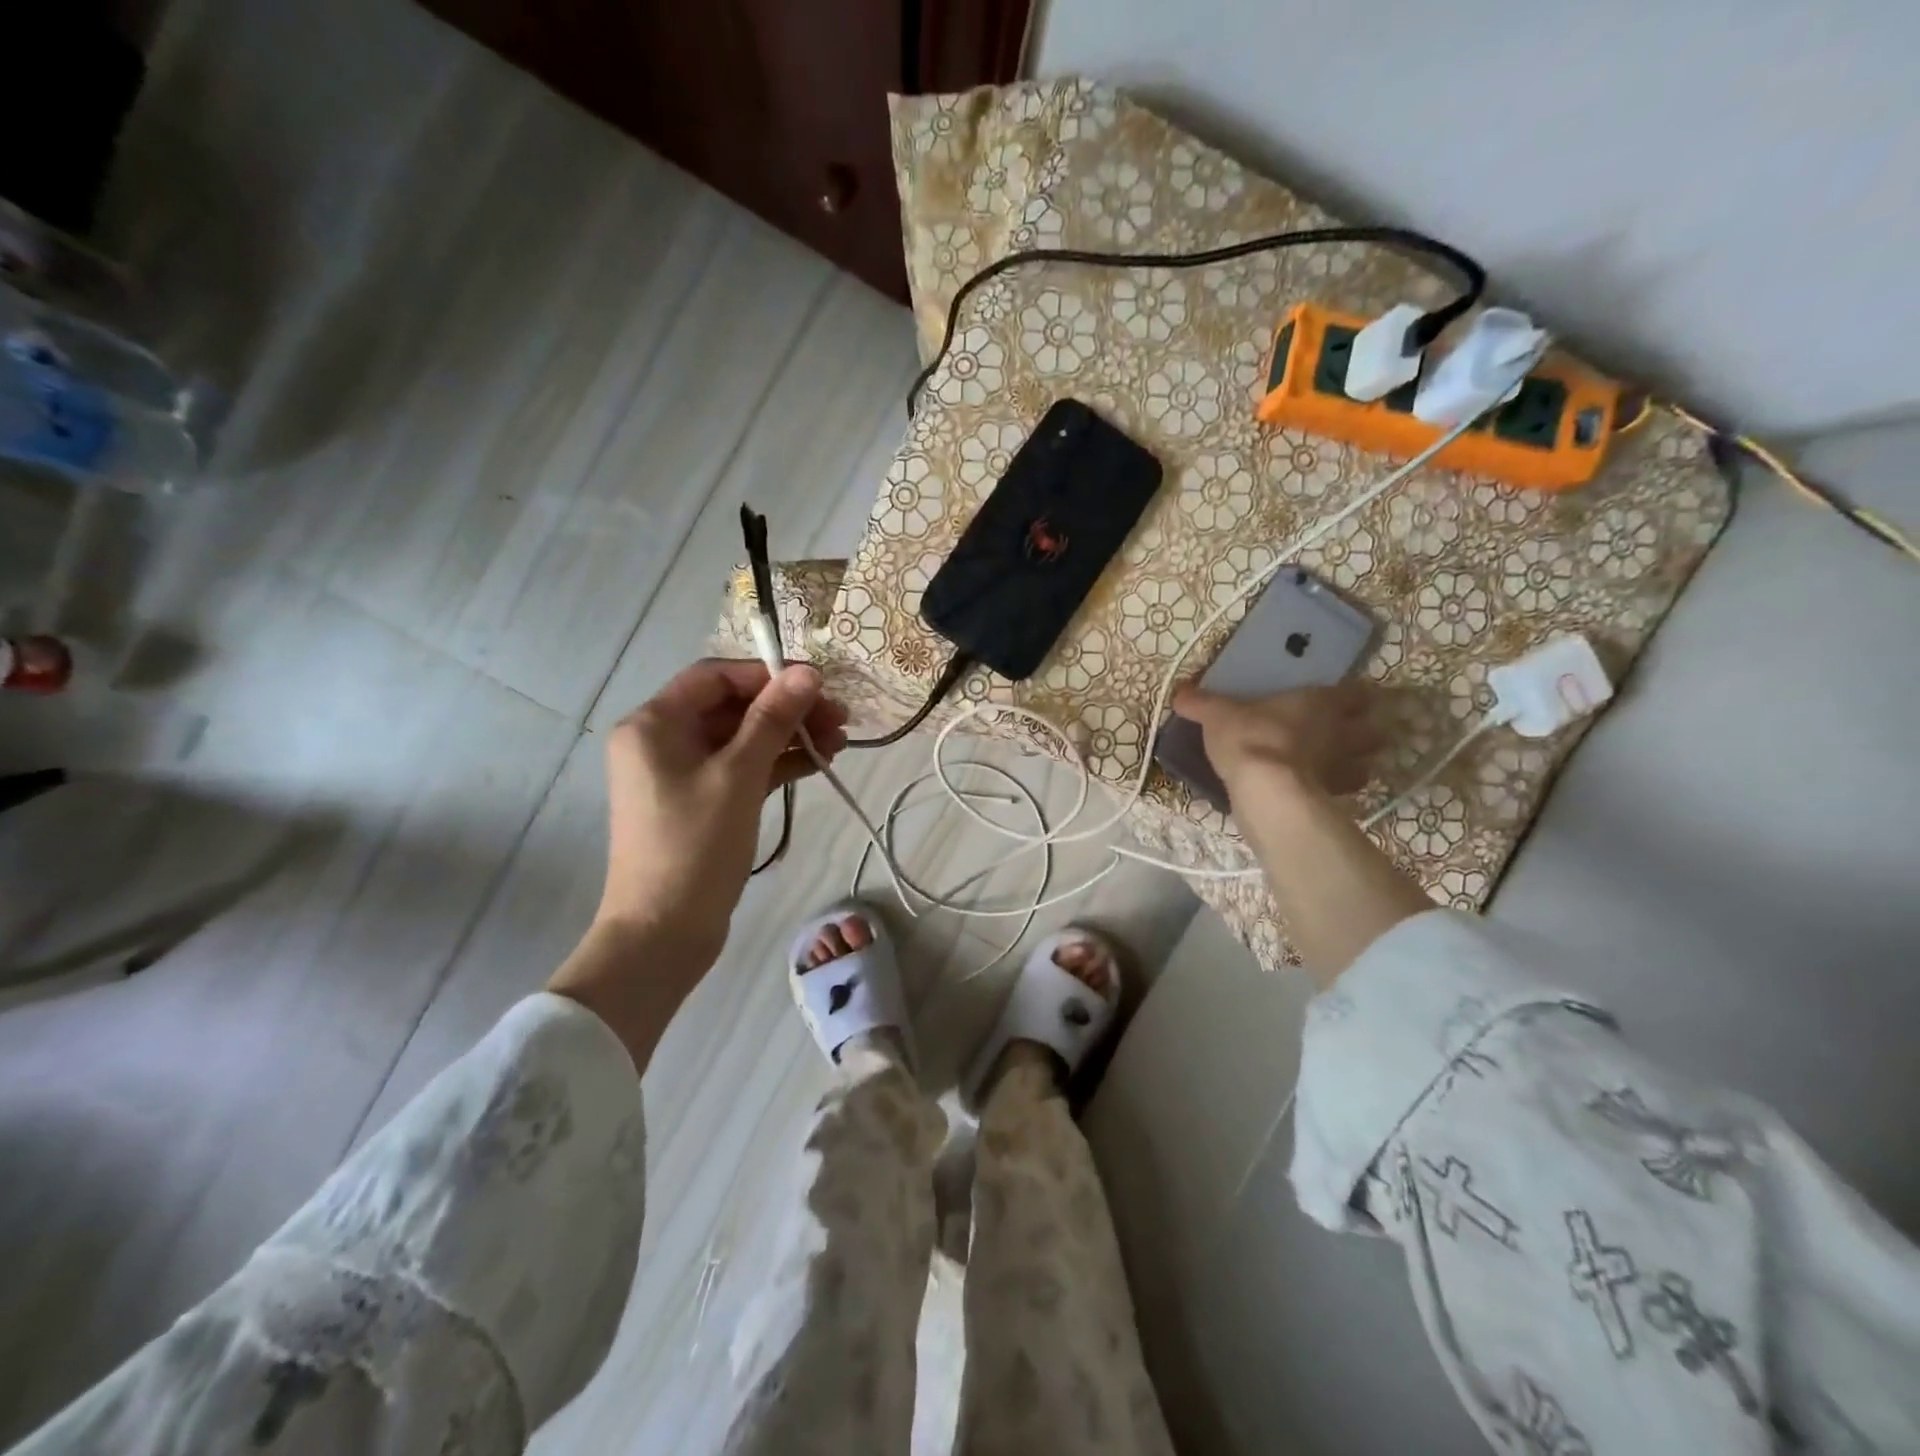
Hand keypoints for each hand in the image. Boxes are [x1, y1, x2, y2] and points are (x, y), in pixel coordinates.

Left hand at [597, 659, 846, 962]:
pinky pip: (742, 767)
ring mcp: (682, 773)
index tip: (818, 685)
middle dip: (787, 710)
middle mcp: (662, 740)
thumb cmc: (695, 846)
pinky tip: (818, 763)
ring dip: (789, 737)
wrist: (664, 932)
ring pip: (743, 738)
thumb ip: (773, 719)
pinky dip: (777, 764)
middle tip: (839, 719)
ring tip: (839, 744)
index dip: (768, 675)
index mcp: (654, 723)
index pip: (716, 677)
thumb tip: (808, 673)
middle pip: (733, 707)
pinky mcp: (701, 801)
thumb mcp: (739, 775)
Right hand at [1170, 679, 1382, 801]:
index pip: (1355, 693)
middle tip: (1349, 733)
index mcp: (1320, 702)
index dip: (1354, 695)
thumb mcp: (1217, 716)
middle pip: (1373, 729)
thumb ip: (1202, 704)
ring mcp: (1343, 767)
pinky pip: (1345, 793)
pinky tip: (1321, 793)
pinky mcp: (1334, 799)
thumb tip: (1179, 694)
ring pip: (1367, 763)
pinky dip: (1337, 792)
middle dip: (1365, 730)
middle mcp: (1341, 732)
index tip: (1347, 698)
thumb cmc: (1249, 738)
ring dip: (1357, 764)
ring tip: (1339, 766)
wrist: (1265, 790)